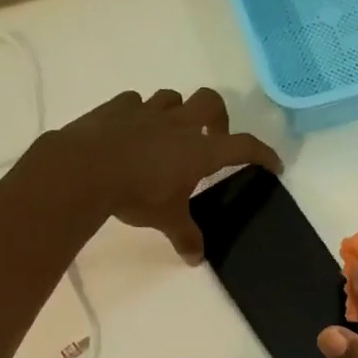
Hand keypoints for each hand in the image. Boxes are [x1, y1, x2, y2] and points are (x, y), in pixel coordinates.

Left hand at [55, 88, 280, 261]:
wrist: (84, 169)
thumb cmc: (136, 195)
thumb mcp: (166, 220)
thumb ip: (185, 236)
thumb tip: (195, 260)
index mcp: (200, 150)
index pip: (244, 146)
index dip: (263, 153)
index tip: (273, 164)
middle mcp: (179, 124)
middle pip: (211, 101)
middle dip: (219, 117)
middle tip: (213, 138)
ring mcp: (147, 111)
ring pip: (173, 97)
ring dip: (178, 112)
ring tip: (169, 135)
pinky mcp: (117, 107)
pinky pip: (136, 102)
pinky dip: (140, 114)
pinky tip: (132, 131)